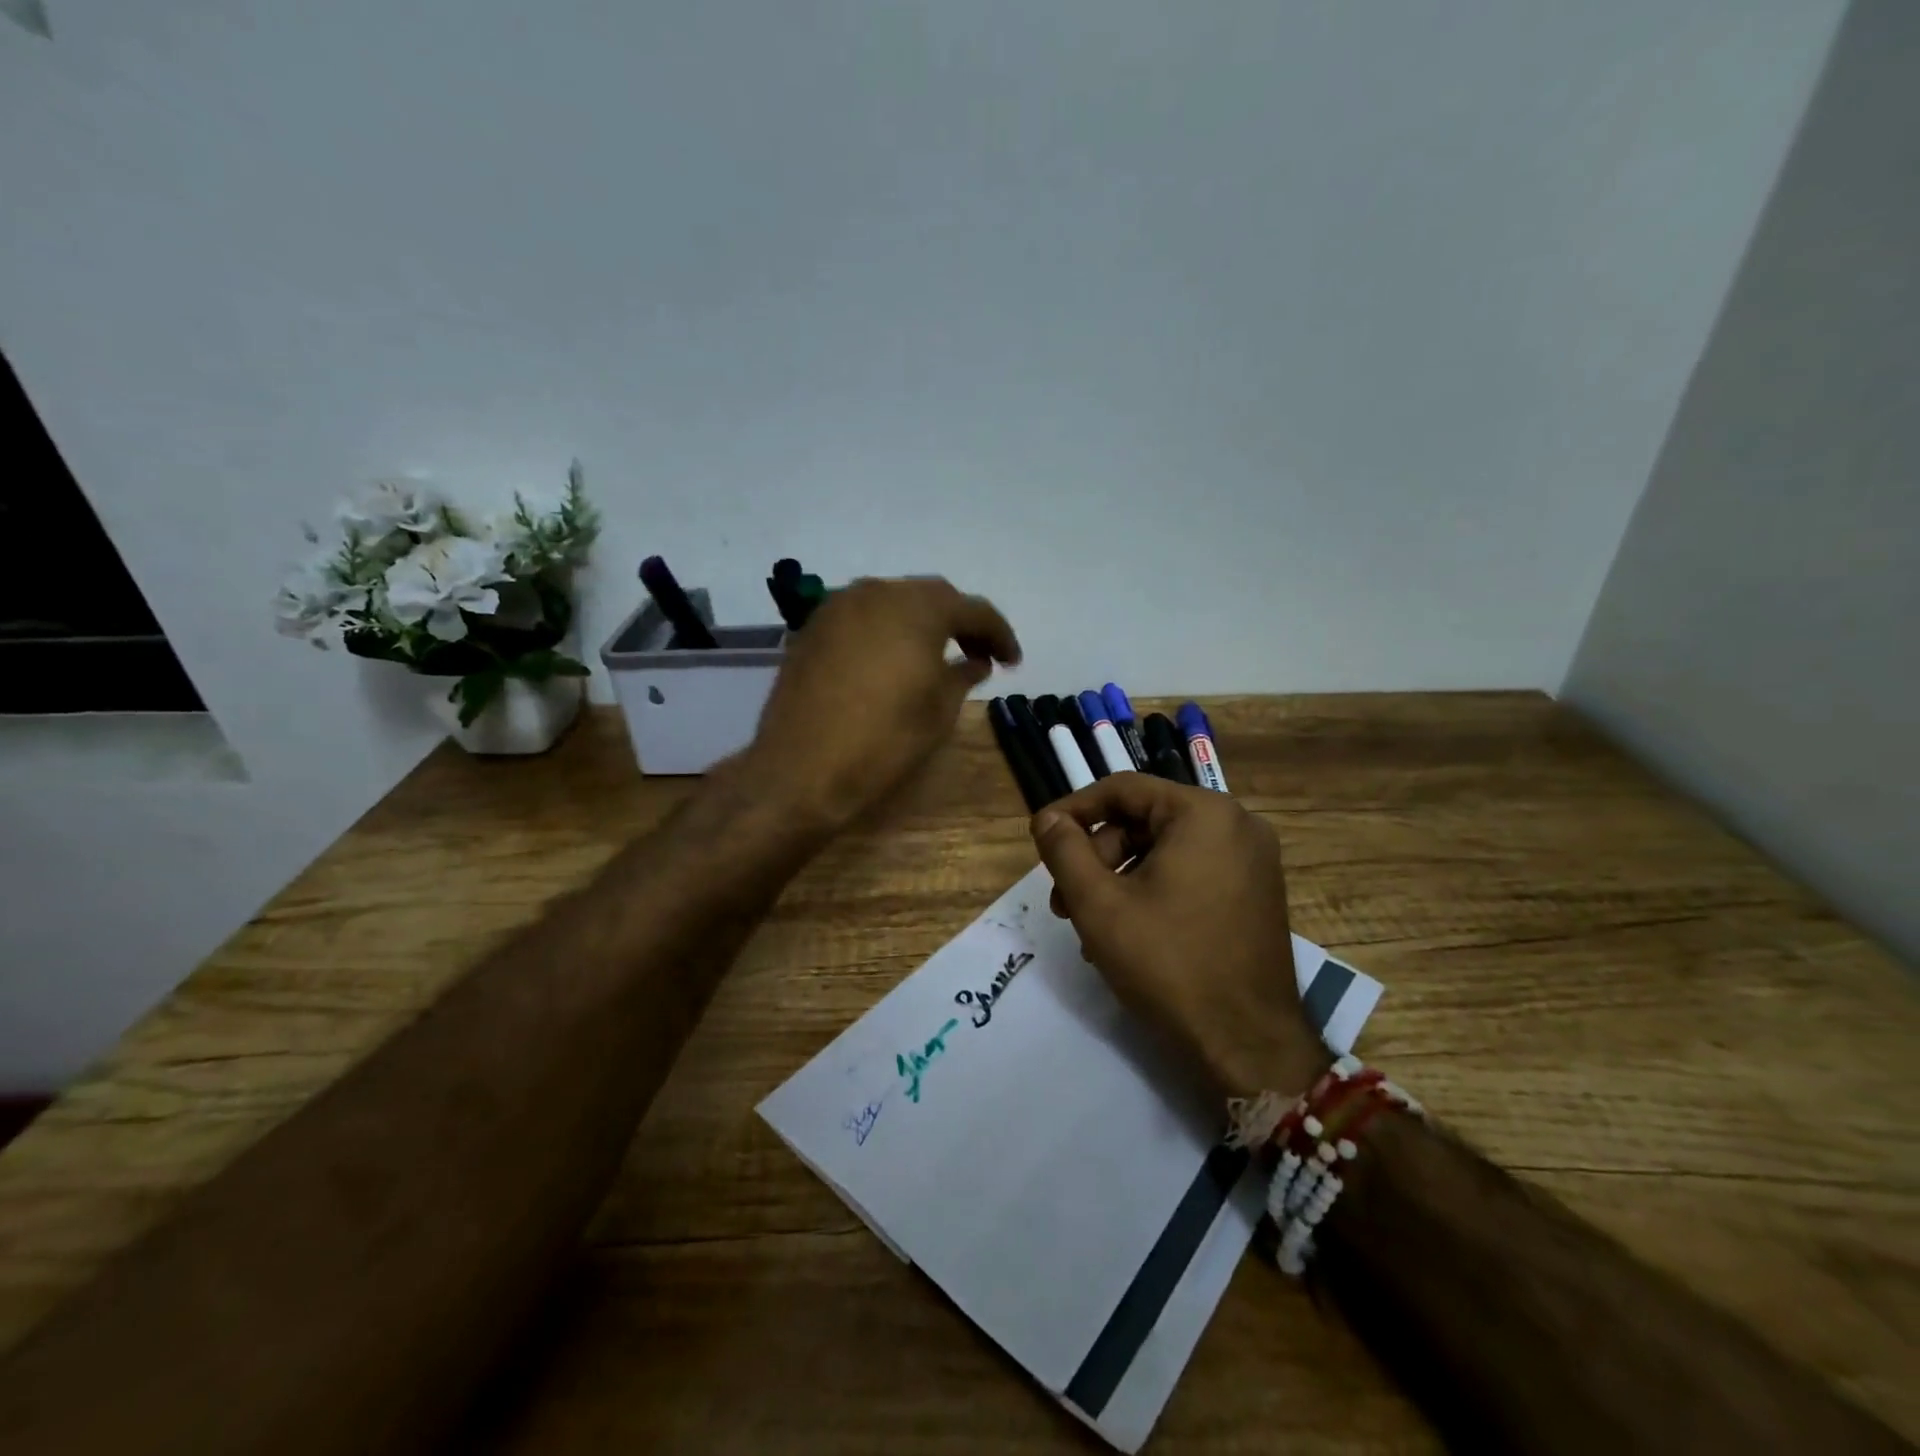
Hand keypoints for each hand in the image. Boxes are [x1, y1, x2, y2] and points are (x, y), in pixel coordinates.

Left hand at [739, 577, 1020, 832]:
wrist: (801, 769)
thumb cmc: (883, 740)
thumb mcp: (938, 711)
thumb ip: (962, 675)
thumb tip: (974, 661)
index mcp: (917, 608)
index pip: (972, 609)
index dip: (999, 634)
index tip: (1012, 661)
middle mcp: (876, 593)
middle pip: (930, 597)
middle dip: (960, 622)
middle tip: (979, 654)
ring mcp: (838, 607)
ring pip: (893, 602)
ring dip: (920, 623)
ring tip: (937, 656)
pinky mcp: (812, 629)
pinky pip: (862, 618)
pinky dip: (886, 631)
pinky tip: (893, 660)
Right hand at [1031, 773, 1327, 1099]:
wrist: (1248, 1046)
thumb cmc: (1168, 964)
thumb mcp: (1099, 904)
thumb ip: (1065, 850)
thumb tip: (1047, 819)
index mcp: (1204, 814)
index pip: (1123, 789)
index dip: (1074, 810)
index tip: (1041, 838)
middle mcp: (1237, 825)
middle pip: (1144, 820)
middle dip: (1097, 856)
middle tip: (1064, 899)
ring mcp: (1253, 861)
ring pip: (1164, 850)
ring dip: (1119, 879)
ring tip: (1090, 926)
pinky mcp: (1255, 894)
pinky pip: (1191, 873)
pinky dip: (1152, 892)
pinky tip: (1126, 934)